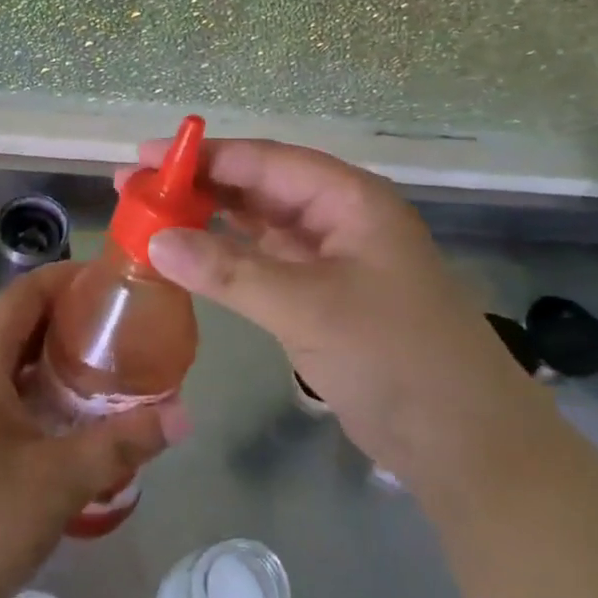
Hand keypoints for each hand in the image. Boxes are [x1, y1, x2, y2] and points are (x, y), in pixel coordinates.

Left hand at [0, 264, 184, 597]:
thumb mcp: (59, 483)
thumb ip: (123, 443)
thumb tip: (184, 416)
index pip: (25, 292)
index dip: (69, 279)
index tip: (114, 285)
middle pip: (13, 323)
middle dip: (66, 322)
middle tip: (120, 337)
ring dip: (45, 360)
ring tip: (97, 377)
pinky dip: (22, 389)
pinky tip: (53, 423)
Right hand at [120, 138, 512, 472]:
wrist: (462, 441)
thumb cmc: (394, 356)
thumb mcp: (307, 307)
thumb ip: (229, 271)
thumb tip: (156, 240)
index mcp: (349, 199)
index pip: (266, 161)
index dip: (205, 157)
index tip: (146, 158)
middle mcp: (339, 218)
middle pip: (259, 188)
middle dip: (199, 185)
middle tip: (135, 186)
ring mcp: (330, 259)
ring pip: (259, 225)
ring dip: (209, 220)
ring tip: (150, 216)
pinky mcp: (321, 297)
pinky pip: (264, 263)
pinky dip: (226, 258)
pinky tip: (189, 257)